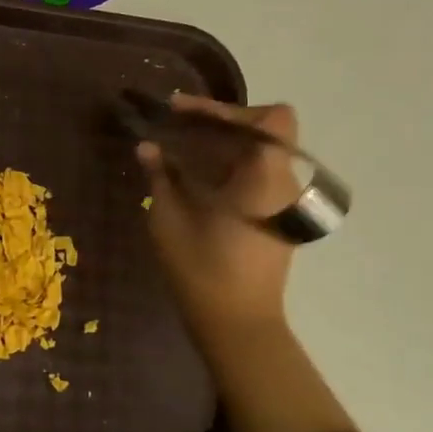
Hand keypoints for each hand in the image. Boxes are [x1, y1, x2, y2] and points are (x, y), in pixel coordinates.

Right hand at [138, 96, 301, 337]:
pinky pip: (258, 174)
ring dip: (224, 144)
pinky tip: (196, 177)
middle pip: (264, 130)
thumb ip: (161, 176)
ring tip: (181, 149)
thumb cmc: (200, 269)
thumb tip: (148, 147)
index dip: (230, 108)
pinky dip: (230, 165)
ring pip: (261, 152)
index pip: (271, 119)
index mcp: (263, 178)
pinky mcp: (278, 217)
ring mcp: (285, 202)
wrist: (237, 322)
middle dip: (219, 123)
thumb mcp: (168, 219)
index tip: (186, 113)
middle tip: (176, 126)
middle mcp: (284, 184)